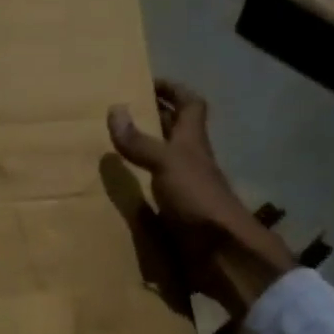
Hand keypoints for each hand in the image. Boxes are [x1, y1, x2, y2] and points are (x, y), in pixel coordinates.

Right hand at [108, 80, 296, 322]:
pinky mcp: (177, 215)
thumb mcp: (166, 162)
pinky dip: (140, 187)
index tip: (149, 82)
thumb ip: (140, 141)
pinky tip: (120, 190)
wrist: (219, 251)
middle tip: (124, 112)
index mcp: (192, 142)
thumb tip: (115, 108)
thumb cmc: (197, 198)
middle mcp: (191, 162)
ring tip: (114, 148)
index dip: (173, 89)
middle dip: (156, 118)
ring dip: (146, 153)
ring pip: (166, 162)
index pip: (190, 104)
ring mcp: (185, 189)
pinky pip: (156, 193)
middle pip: (177, 132)